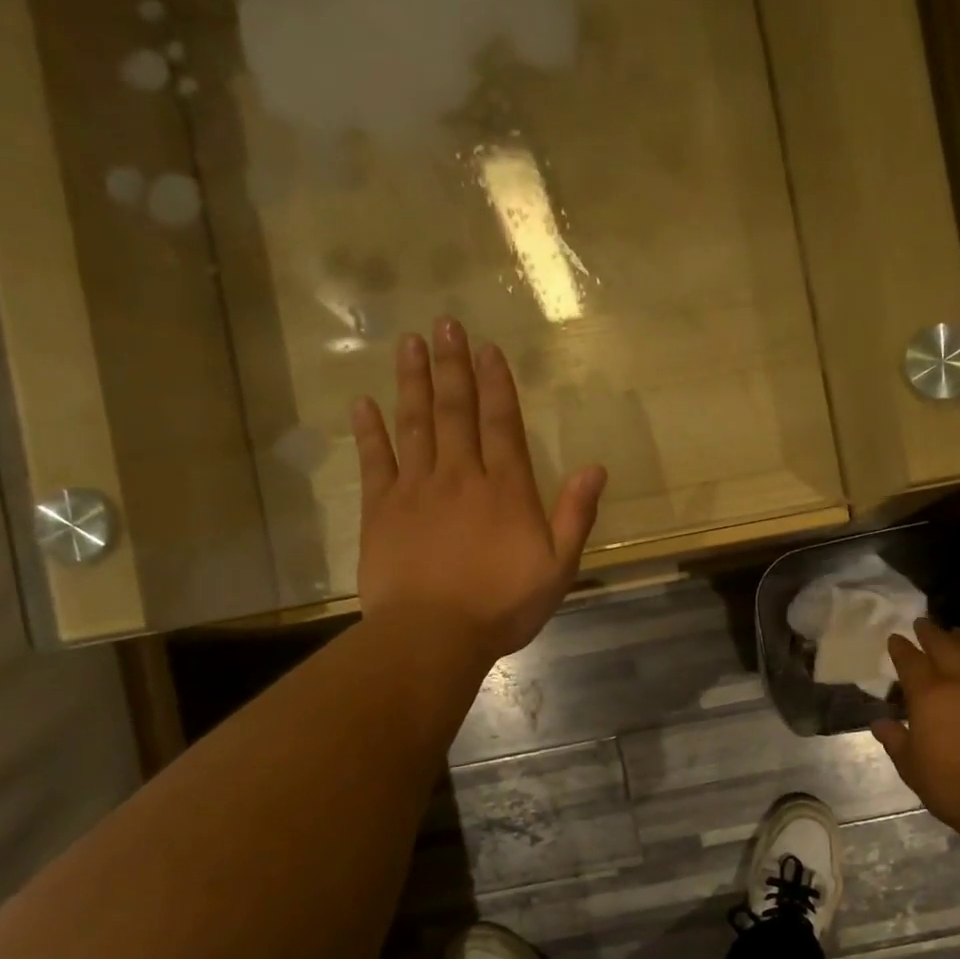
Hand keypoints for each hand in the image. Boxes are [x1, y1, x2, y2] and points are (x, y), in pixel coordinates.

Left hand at [352, 319, 605, 664]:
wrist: (433, 634)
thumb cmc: (502, 606)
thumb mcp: (558, 567)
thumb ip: (576, 515)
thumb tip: (596, 467)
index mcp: (506, 489)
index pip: (502, 424)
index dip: (496, 384)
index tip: (487, 348)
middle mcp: (460, 476)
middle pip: (455, 411)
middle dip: (452, 366)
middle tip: (444, 324)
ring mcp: (416, 489)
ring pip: (414, 424)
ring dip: (412, 381)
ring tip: (410, 342)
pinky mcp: (381, 509)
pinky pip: (375, 461)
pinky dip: (369, 430)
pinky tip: (364, 403)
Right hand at [871, 620, 959, 833]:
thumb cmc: (951, 786)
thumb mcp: (911, 767)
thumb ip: (896, 740)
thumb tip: (881, 723)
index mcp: (930, 696)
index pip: (911, 663)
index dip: (901, 649)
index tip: (895, 638)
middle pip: (947, 648)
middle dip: (932, 633)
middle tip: (924, 623)